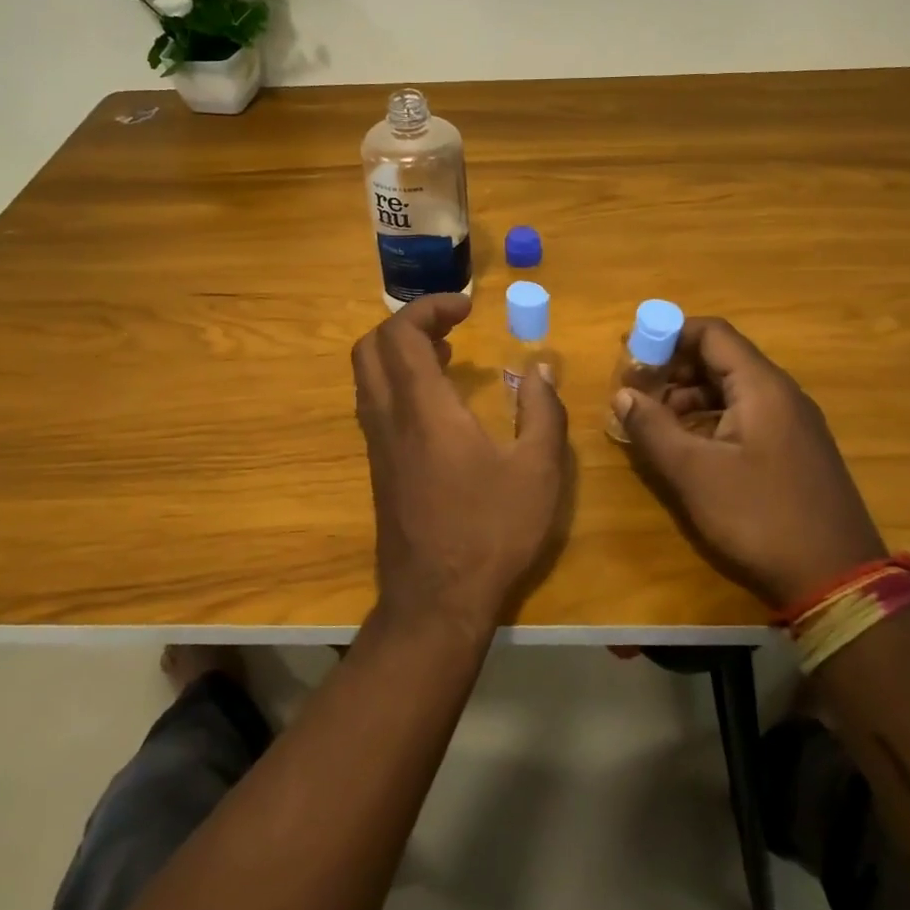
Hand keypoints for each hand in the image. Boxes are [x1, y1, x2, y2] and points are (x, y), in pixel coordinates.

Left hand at [353, 294, 569, 637]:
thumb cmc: (491, 531)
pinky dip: (398, 383)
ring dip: (400, 353)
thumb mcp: (538, 471)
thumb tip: (540, 370)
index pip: (402, 333)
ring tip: (448, 356)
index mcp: (423, 408)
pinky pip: (375, 404)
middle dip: (407, 324)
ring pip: (367, 377)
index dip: (429, 307)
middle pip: (371, 347)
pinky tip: (438, 404)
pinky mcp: (378, 468)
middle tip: (452, 327)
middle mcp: (389, 418)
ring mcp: (377, 445)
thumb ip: (542, 413)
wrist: (436, 602)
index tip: (467, 308)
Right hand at [612, 317, 885, 609]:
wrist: (837, 580)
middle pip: (722, 358)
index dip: (668, 334)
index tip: (631, 352)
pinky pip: (746, 415)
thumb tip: (621, 394)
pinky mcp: (794, 450)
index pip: (712, 333)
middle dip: (674, 367)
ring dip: (690, 394)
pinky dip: (711, 417)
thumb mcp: (695, 473)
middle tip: (636, 390)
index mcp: (762, 387)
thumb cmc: (760, 517)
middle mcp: (782, 394)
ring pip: (733, 389)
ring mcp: (793, 423)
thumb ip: (653, 428)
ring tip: (655, 420)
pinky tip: (689, 445)